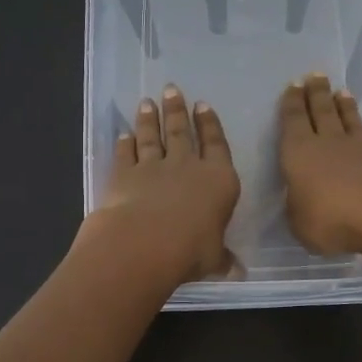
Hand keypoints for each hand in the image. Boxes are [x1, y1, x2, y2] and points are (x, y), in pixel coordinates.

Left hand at [86, 85, 240, 284]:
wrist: (144, 244)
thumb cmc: (191, 250)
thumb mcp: (213, 258)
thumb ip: (222, 259)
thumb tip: (238, 272)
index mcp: (218, 180)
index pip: (216, 145)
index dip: (210, 124)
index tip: (203, 106)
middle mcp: (187, 166)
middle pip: (182, 132)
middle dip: (177, 110)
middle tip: (172, 89)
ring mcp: (153, 167)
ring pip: (152, 137)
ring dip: (149, 119)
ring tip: (147, 102)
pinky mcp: (124, 174)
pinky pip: (125, 154)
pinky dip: (124, 143)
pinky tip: (123, 134)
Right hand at [278, 73, 361, 256]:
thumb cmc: (332, 220)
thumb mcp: (300, 223)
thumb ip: (298, 207)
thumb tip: (301, 198)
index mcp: (299, 153)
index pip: (293, 120)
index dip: (291, 103)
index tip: (293, 85)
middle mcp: (327, 142)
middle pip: (321, 111)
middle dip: (316, 93)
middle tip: (315, 76)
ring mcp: (359, 147)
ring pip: (347, 118)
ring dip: (342, 104)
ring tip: (340, 91)